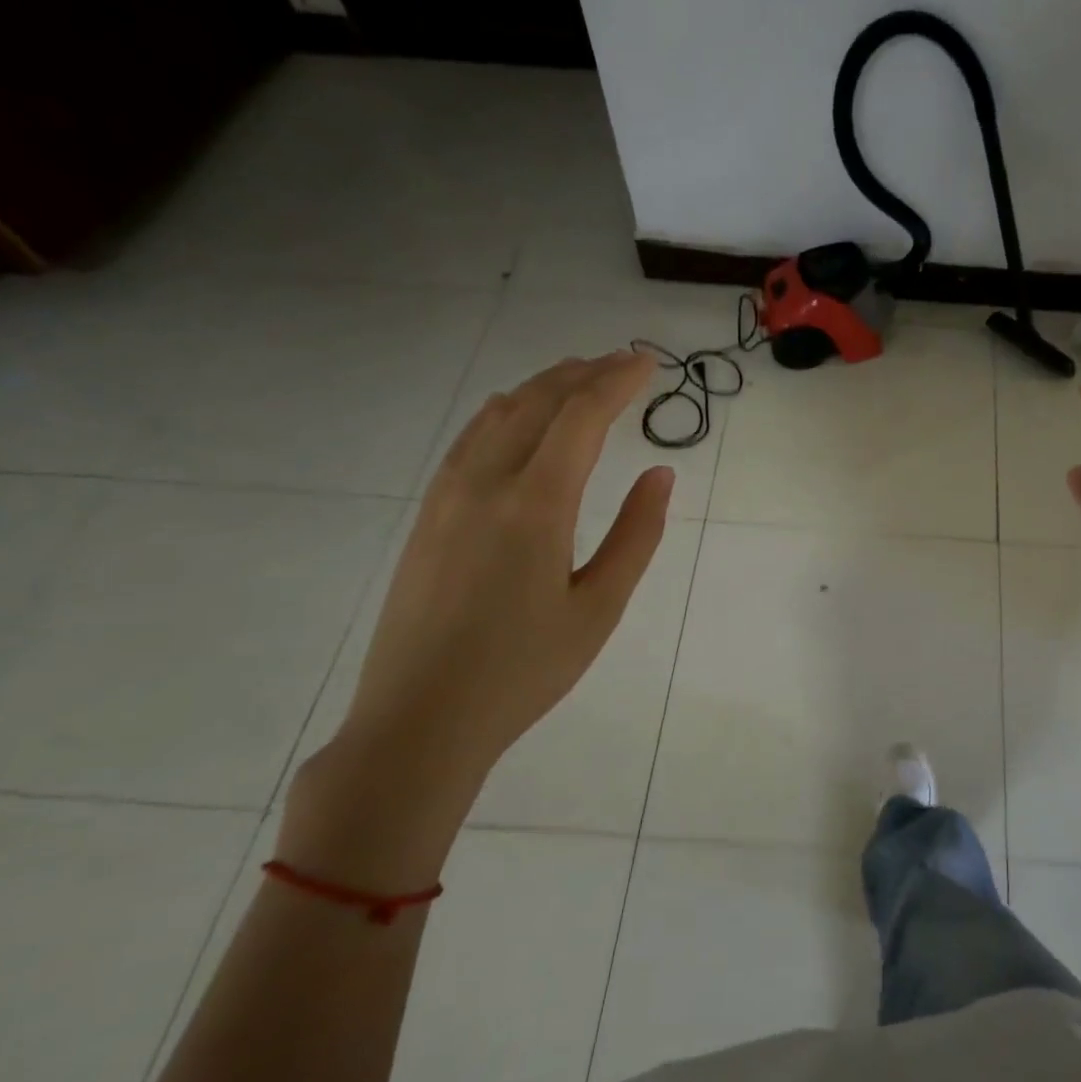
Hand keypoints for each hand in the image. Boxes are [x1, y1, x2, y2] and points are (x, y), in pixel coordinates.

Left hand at [280, 351, 668, 888]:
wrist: (419, 720)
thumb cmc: (524, 670)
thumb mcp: (599, 608)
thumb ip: (636, 535)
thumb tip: (660, 474)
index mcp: (535, 505)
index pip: (581, 417)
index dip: (617, 381)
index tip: (648, 362)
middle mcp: (485, 484)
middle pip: (537, 402)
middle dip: (583, 373)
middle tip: (622, 361)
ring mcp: (446, 496)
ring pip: (497, 414)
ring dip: (542, 387)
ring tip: (578, 376)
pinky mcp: (427, 515)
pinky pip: (470, 439)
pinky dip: (506, 412)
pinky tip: (518, 418)